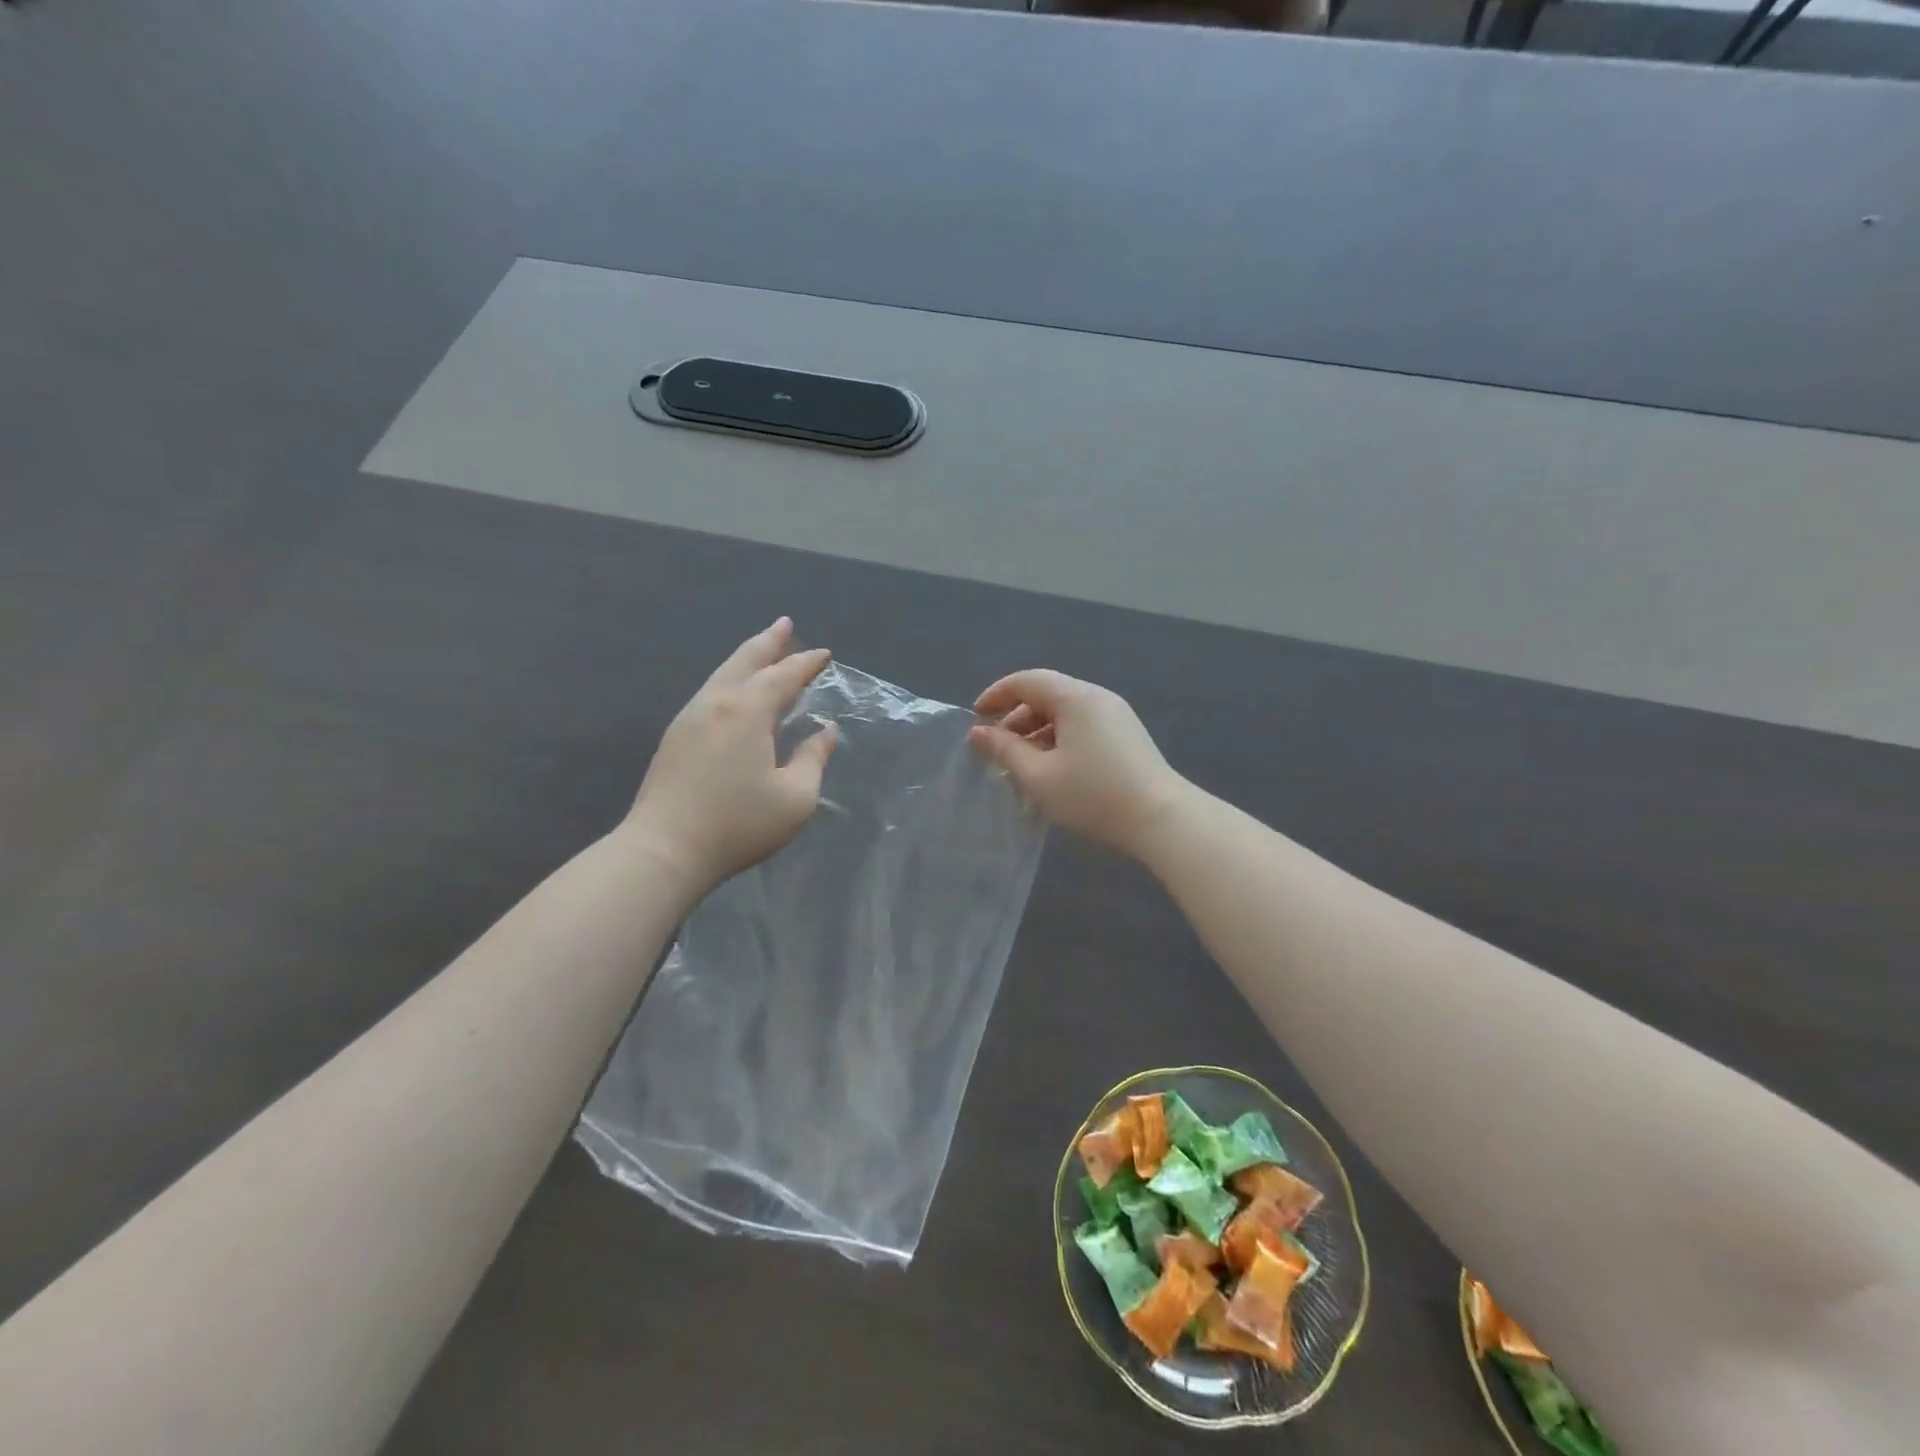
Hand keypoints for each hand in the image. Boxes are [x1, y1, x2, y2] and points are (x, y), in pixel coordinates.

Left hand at [626, 618, 838, 890]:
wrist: (664, 850)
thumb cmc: (738, 824)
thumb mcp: (795, 798)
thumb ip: (813, 759)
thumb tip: (826, 732)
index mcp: (748, 711)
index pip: (784, 676)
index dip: (806, 663)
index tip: (825, 654)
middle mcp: (716, 703)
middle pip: (745, 661)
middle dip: (769, 642)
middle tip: (786, 624)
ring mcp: (690, 717)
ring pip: (722, 674)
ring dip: (747, 658)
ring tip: (764, 650)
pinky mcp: (675, 736)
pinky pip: (710, 692)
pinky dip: (731, 679)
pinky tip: (737, 692)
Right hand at [968, 670, 1186, 857]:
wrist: (1161, 820)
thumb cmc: (1094, 795)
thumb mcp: (1039, 776)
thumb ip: (1005, 750)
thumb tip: (979, 733)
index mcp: (1075, 697)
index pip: (1027, 680)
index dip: (997, 695)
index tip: (976, 719)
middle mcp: (1097, 697)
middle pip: (1047, 695)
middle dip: (1016, 718)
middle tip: (996, 750)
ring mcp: (1116, 716)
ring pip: (1065, 713)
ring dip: (1036, 732)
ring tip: (1020, 765)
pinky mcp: (1126, 736)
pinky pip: (1082, 726)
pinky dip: (1058, 740)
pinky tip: (1051, 770)